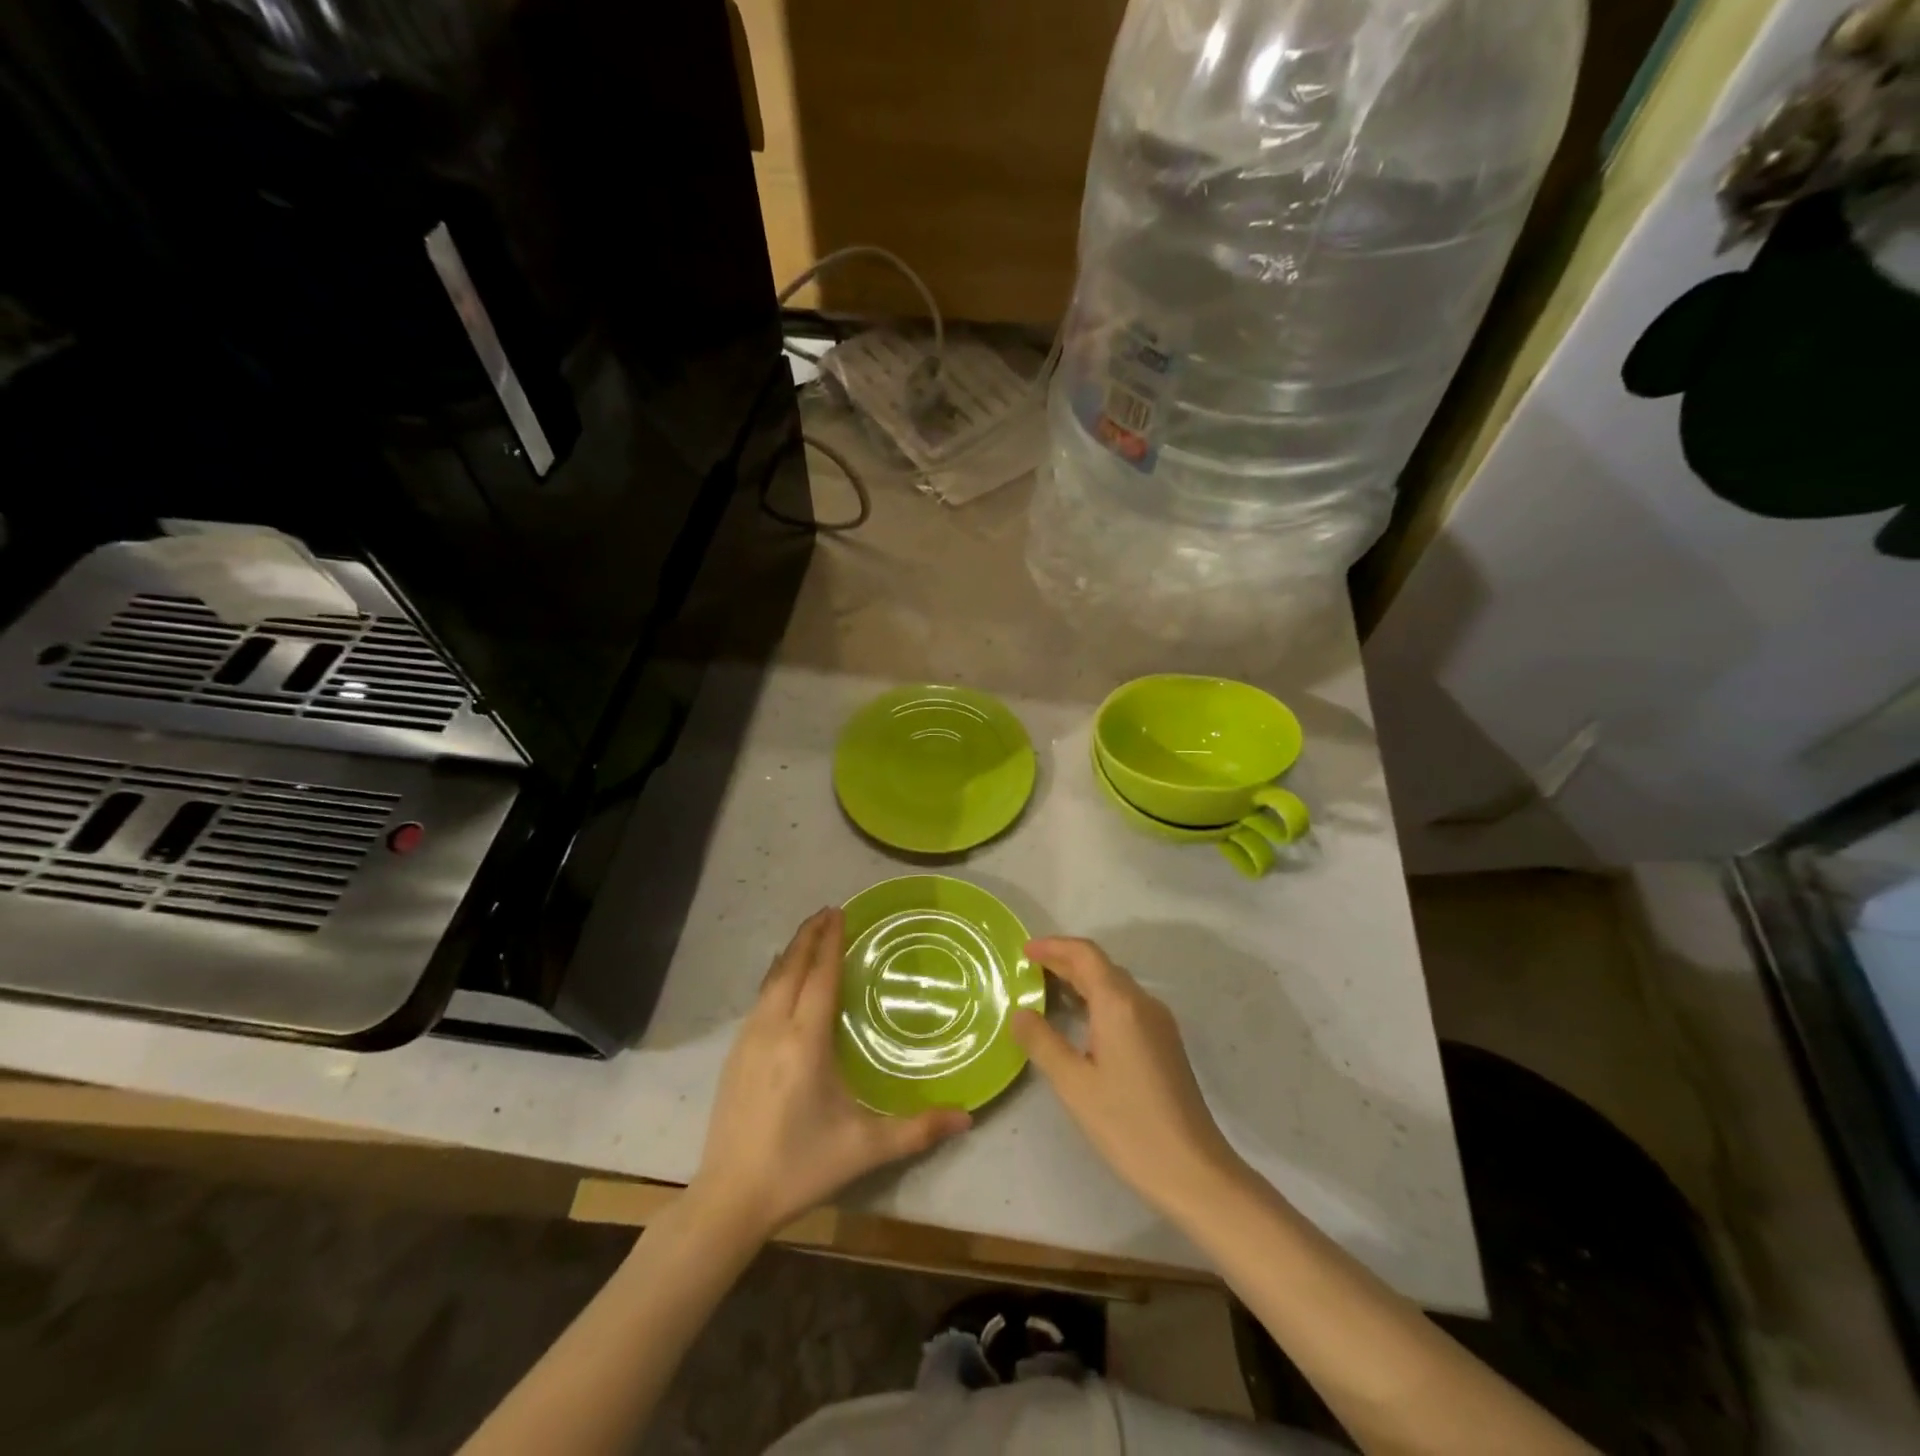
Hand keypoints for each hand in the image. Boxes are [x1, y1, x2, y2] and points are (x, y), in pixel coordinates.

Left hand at [692, 907, 971, 1240]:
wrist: (730, 1197)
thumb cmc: (801, 1165)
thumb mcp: (864, 1148)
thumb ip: (917, 1129)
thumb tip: (968, 1118)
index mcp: (805, 1041)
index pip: (820, 977)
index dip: (831, 942)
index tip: (840, 912)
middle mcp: (774, 1029)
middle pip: (792, 968)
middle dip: (810, 936)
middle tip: (828, 911)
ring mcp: (748, 1040)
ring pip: (771, 981)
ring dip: (791, 953)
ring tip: (808, 935)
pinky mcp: (734, 1055)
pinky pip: (759, 999)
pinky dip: (775, 976)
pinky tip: (781, 980)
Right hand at [1012, 937, 1241, 1215]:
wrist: (1193, 1170)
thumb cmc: (1128, 1125)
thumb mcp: (1074, 1084)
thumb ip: (1042, 1042)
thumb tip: (1020, 1013)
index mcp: (1120, 1004)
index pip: (1085, 955)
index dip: (1054, 946)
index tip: (1024, 950)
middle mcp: (1143, 1003)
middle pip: (1100, 966)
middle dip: (1064, 961)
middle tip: (1028, 968)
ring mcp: (1158, 1022)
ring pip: (1114, 985)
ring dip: (1081, 979)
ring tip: (1046, 989)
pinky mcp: (1165, 1042)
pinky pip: (1125, 1004)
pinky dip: (1097, 999)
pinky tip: (1080, 1020)